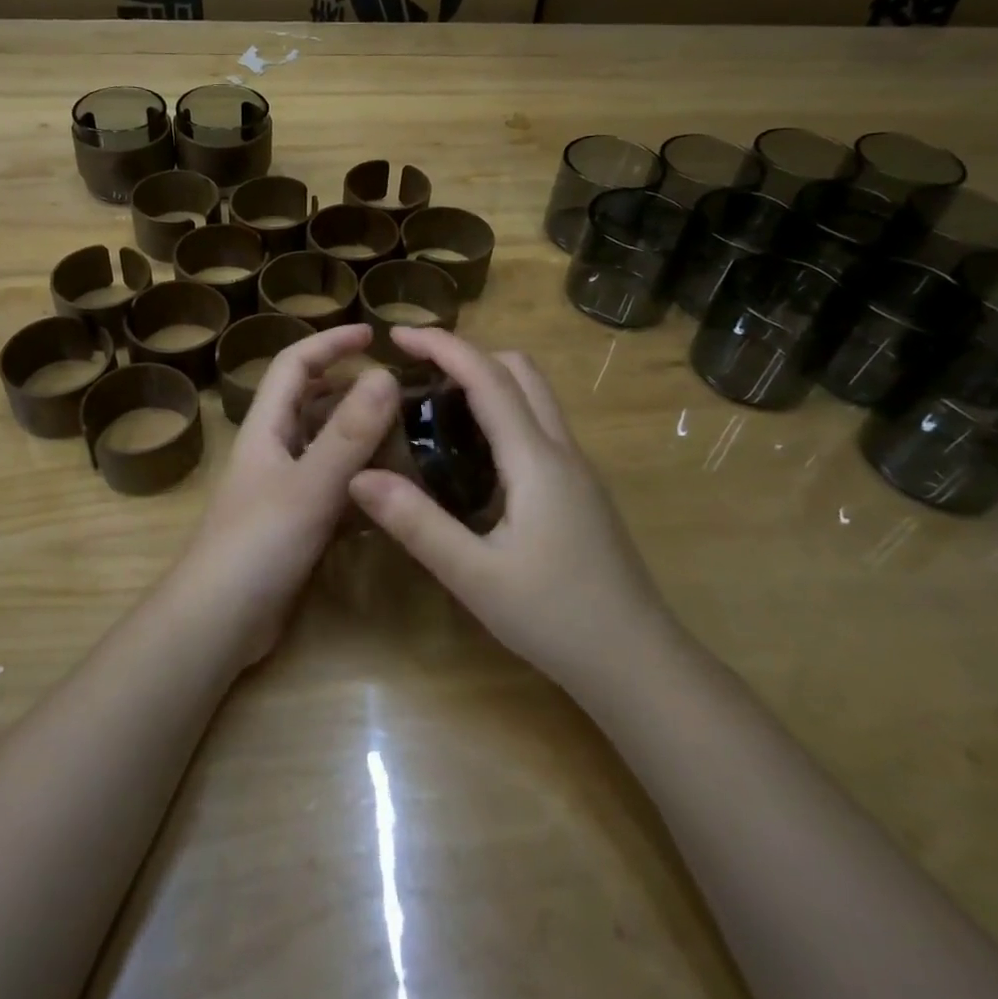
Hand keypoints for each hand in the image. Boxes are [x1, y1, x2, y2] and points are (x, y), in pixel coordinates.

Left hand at [179, 324, 398, 662]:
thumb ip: (348, 433)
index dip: (330, 342)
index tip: (373, 332)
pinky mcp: (295, 524)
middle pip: (311, 402)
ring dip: (359, 435)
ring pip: (325, 447)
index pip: (295, 365)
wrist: (218, 621)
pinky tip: (391, 488)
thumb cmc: (257, 544)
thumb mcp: (309, 485)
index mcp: (267, 428)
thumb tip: (384, 374)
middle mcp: (273, 450)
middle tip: (400, 390)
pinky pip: (333, 488)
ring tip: (407, 433)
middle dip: (350, 387)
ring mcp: (283, 489)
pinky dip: (359, 480)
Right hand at [347, 327, 674, 689]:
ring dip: (488, 379)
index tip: (396, 334)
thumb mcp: (474, 576)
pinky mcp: (580, 490)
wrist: (639, 664)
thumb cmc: (556, 618)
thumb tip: (358, 476)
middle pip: (520, 371)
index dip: (442, 345)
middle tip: (417, 370)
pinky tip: (472, 451)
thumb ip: (417, 523)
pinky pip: (538, 425)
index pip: (487, 377)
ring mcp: (577, 469)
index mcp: (535, 459)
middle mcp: (561, 450)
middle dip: (468, 353)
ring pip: (535, 396)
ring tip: (436, 402)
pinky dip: (502, 410)